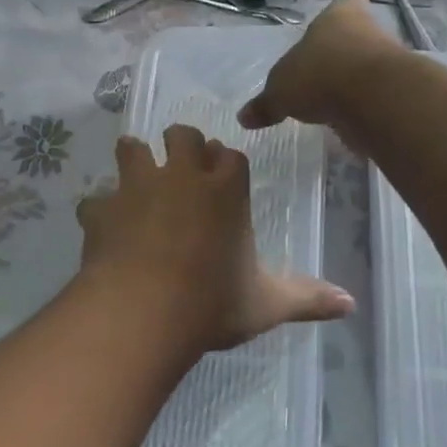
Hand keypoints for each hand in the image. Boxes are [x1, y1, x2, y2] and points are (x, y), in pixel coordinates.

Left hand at [76, 126, 352, 363]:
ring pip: (131, 149)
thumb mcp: (268, 304)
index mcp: (226, 188)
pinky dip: (99, 211)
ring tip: (137, 181)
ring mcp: (136, 187)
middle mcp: (181, 175)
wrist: (143, 311)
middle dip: (181, 145)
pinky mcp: (101, 209)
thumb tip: (351, 306)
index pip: (230, 155)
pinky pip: (95, 200)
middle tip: (181, 169)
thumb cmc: (213, 302)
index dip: (226, 164)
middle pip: (181, 135)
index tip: (223, 177)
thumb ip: (309, 299)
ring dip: (134, 160)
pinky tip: (103, 228)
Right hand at [238, 0, 399, 151]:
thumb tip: (244, 117)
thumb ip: (265, 104)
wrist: (374, 98)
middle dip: (343, 53)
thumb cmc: (320, 76)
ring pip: (371, 64)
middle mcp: (368, 30)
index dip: (341, 13)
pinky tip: (350, 120)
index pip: (346, 3)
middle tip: (324, 73)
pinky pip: (379, 94)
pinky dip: (366, 105)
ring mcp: (390, 58)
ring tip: (334, 102)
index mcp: (337, 17)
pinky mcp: (400, 88)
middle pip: (358, 35)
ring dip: (356, 81)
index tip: (333, 27)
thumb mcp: (280, 93)